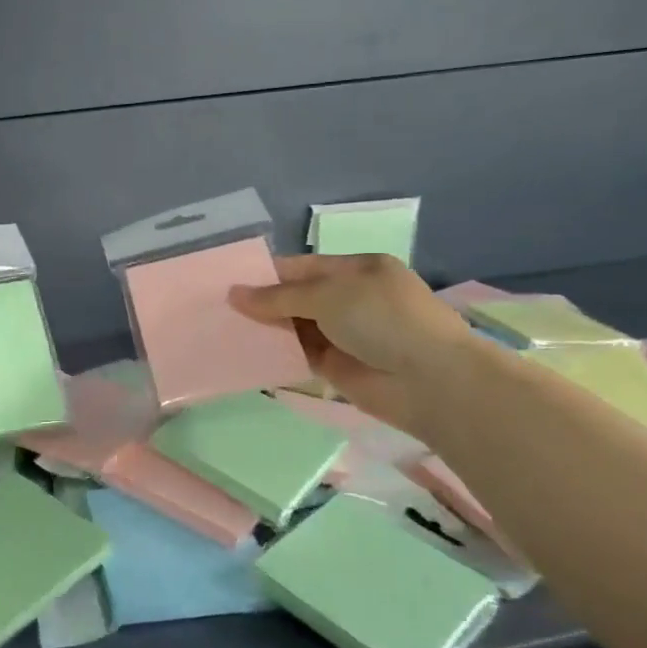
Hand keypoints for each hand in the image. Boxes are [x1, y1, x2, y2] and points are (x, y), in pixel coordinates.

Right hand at [230, 254, 475, 437]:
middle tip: (217, 307)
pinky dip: (277, 354)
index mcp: (357, 269)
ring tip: (222, 328)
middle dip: (262, 302)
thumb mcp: (327, 295)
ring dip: (266, 329)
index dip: (267, 274)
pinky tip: (245, 353)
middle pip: (297, 297)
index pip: (303, 267)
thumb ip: (277, 297)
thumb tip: (233, 294)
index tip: (229, 282)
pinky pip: (299, 355)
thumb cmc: (382, 319)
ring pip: (296, 327)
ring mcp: (346, 334)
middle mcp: (351, 298)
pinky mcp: (338, 367)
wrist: (429, 380)